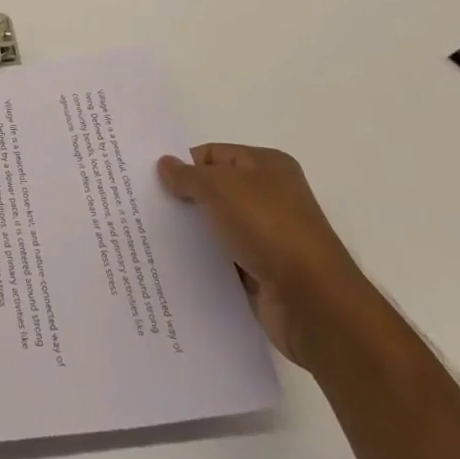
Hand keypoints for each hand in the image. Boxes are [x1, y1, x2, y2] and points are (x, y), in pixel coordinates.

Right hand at [157, 144, 366, 366]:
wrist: (313, 303)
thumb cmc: (268, 228)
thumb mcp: (220, 188)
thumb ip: (188, 176)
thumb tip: (164, 165)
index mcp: (267, 166)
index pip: (213, 155)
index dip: (183, 165)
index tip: (150, 180)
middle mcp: (270, 197)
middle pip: (215, 190)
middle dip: (184, 199)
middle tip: (146, 207)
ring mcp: (269, 238)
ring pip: (218, 228)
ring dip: (192, 233)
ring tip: (150, 238)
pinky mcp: (264, 274)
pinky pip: (225, 262)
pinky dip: (204, 263)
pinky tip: (175, 267)